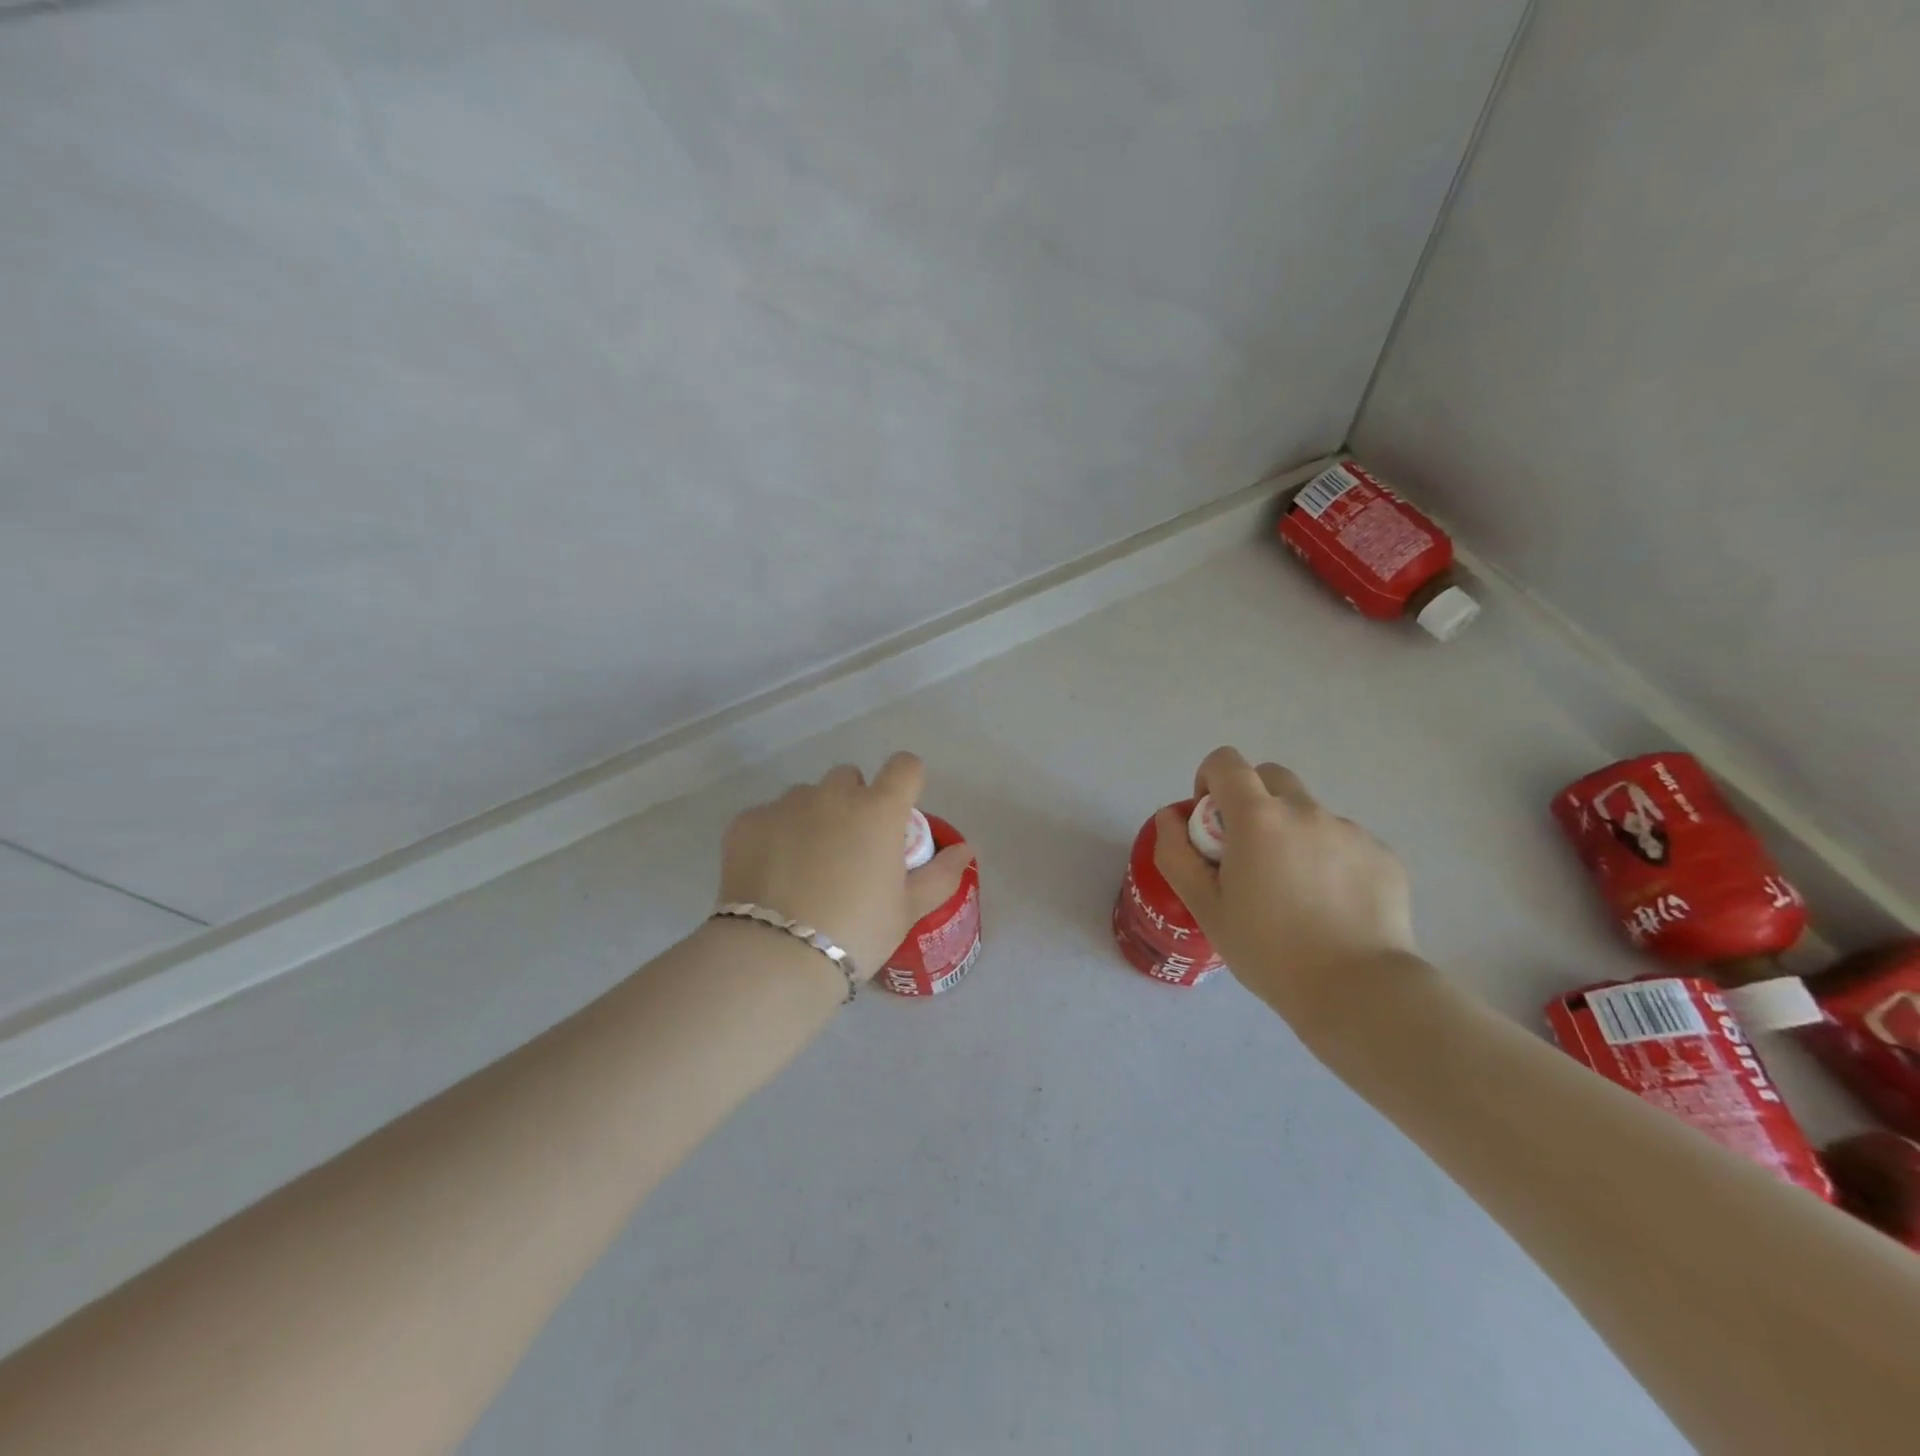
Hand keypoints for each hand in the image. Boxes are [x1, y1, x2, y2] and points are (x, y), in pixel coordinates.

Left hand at [718, 753, 975, 978]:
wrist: (776, 957)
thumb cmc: (857, 933)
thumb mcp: (907, 910)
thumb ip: (941, 874)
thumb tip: (967, 850)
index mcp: (879, 810)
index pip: (904, 766)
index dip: (906, 782)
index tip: (899, 811)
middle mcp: (833, 795)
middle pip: (849, 778)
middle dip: (854, 801)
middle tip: (850, 849)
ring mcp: (785, 805)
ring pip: (806, 796)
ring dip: (812, 817)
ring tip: (805, 867)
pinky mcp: (746, 822)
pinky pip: (768, 817)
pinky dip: (773, 837)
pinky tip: (771, 876)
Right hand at [1152, 746, 1416, 1016]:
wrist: (1358, 991)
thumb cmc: (1269, 950)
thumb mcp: (1205, 907)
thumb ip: (1177, 854)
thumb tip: (1170, 817)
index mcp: (1258, 818)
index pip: (1226, 762)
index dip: (1209, 781)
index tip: (1211, 824)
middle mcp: (1306, 811)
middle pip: (1270, 777)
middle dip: (1251, 800)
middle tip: (1248, 853)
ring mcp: (1350, 831)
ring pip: (1309, 813)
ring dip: (1292, 834)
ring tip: (1295, 893)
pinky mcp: (1383, 855)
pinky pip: (1344, 842)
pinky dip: (1328, 860)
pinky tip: (1331, 907)